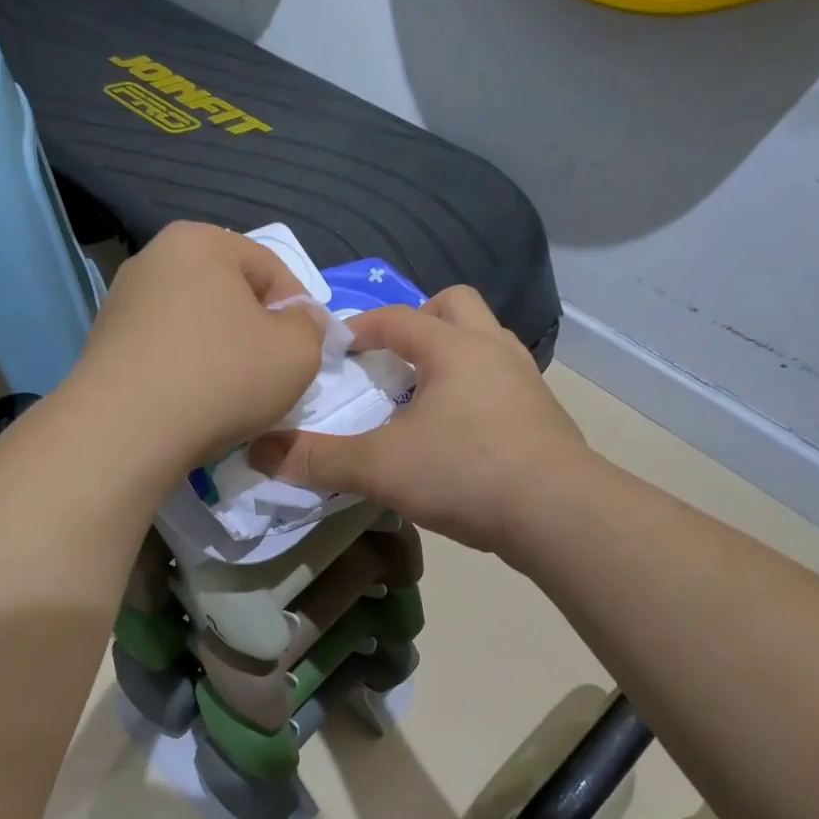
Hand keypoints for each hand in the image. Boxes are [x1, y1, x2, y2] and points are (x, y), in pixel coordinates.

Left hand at [65, 222, 326, 475]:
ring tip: (233, 396)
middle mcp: (153, 260)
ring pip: (196, 324)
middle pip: (229, 294)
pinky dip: (187, 371)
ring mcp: (122, 303)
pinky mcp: (104, 345)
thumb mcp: (297, 352)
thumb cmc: (222, 378)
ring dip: (222, 353)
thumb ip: (310, 326)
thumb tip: (300, 317)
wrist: (125, 431)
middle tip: (273, 375)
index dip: (299, 310)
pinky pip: (165, 351)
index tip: (305, 353)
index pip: (270, 268)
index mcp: (199, 241)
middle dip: (257, 331)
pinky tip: (194, 405)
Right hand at [248, 286, 590, 555]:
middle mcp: (493, 350)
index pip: (399, 317)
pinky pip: (503, 381)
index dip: (363, 325)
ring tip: (424, 394)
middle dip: (420, 321)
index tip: (338, 346)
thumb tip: (260, 452)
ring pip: (486, 342)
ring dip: (452, 355)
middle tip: (393, 358)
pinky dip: (476, 390)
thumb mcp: (380, 467)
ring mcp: (526, 381)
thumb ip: (319, 459)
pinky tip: (460, 431)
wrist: (558, 513)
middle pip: (456, 306)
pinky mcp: (544, 415)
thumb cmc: (464, 472)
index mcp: (453, 347)